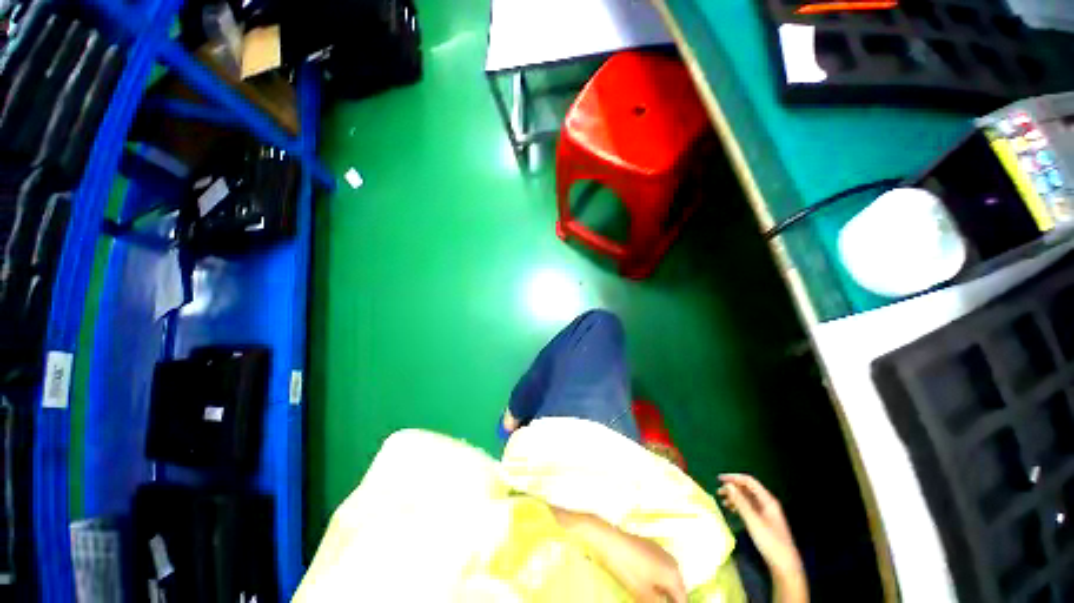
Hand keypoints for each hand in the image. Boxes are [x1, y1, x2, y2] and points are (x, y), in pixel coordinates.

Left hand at [551, 507, 686, 602]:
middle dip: (667, 598)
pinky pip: (658, 567)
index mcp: (673, 573)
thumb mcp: (643, 593)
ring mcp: (660, 551)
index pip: (682, 599)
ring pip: (666, 578)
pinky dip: (655, 578)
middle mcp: (671, 561)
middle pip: (675, 588)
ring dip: (661, 589)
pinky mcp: (649, 546)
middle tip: (654, 601)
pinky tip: (643, 582)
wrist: (609, 539)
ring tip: (648, 596)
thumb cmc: (627, 565)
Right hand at [718, 474, 807, 602]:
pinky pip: (749, 508)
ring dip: (735, 498)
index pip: (749, 481)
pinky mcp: (764, 521)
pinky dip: (739, 506)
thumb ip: (740, 503)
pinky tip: (732, 511)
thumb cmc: (770, 542)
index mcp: (768, 500)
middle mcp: (767, 503)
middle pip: (748, 489)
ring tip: (722, 502)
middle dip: (733, 488)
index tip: (719, 480)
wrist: (784, 565)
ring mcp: (766, 513)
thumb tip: (728, 486)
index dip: (734, 478)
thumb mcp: (753, 521)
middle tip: (718, 492)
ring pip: (748, 499)